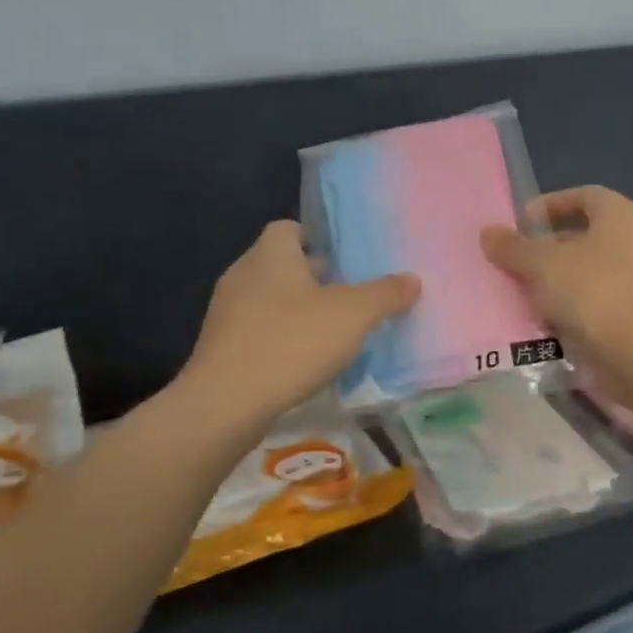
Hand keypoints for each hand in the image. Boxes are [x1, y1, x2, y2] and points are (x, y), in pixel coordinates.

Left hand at [183, 221, 419, 425]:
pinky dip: (278, 338)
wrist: (226, 403)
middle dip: (313, 278)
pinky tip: (300, 362)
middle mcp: (243, 274)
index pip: (289, 228)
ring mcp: (226, 311)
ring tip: (329, 332)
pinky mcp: (220, 346)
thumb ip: (385, 294)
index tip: (343, 260)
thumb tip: (412, 279)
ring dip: (295, 310)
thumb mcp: (353, 315)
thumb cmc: (292, 343)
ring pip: (268, 299)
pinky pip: (256, 330)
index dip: (316, 239)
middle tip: (347, 297)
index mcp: (271, 254)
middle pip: (281, 264)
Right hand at [481, 187, 632, 366]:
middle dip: (545, 248)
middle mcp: (631, 242)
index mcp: (619, 215)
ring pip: (584, 273)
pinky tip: (539, 320)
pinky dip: (566, 309)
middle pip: (582, 236)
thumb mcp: (542, 264)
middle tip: (513, 260)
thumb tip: (488, 233)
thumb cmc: (592, 289)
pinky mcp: (630, 316)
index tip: (521, 222)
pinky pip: (590, 304)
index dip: (551, 204)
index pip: (584, 196)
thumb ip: (513, 247)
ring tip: (518, 291)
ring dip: (552, 281)